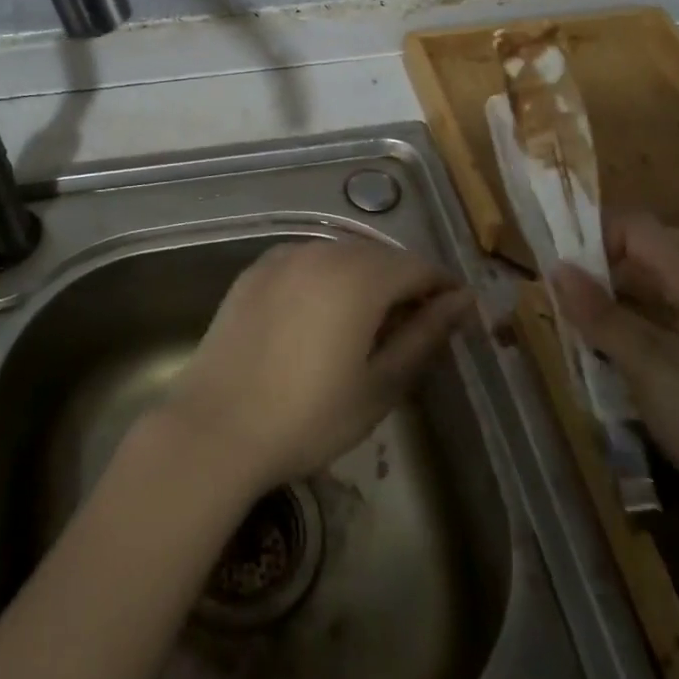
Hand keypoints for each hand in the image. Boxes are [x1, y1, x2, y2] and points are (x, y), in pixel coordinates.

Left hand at [160, 239, 473, 493]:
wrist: (216, 426)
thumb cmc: (308, 416)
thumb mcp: (379, 385)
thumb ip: (424, 336)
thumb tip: (462, 302)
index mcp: (360, 277)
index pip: (418, 267)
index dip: (441, 288)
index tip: (455, 315)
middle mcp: (324, 252)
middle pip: (380, 255)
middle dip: (404, 282)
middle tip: (413, 325)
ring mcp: (284, 257)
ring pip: (341, 254)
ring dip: (365, 277)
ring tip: (367, 321)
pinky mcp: (255, 270)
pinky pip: (306, 260)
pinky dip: (326, 277)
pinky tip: (321, 312)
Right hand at [552, 213, 678, 544]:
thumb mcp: (649, 363)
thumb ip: (601, 314)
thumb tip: (556, 267)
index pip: (636, 229)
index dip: (595, 234)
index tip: (557, 267)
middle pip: (636, 265)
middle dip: (591, 279)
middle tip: (553, 308)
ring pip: (640, 306)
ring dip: (602, 317)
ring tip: (569, 341)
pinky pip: (651, 343)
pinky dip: (621, 348)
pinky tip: (601, 375)